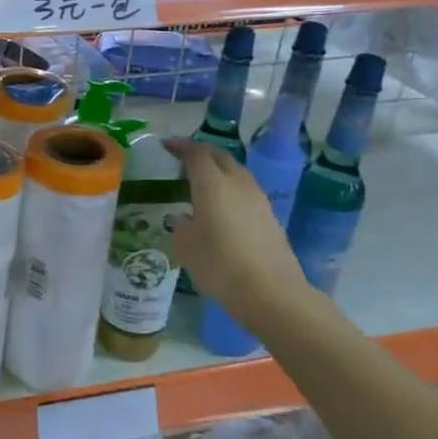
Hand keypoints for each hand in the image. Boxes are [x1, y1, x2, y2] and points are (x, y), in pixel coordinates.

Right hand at [163, 140, 308, 316]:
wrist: (271, 293)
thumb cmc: (219, 264)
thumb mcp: (185, 246)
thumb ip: (180, 226)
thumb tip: (182, 218)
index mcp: (212, 184)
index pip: (196, 153)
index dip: (180, 146)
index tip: (166, 145)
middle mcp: (237, 184)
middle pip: (220, 157)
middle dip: (201, 153)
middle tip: (183, 158)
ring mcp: (258, 200)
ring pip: (237, 173)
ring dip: (219, 171)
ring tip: (202, 182)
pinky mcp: (270, 218)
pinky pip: (246, 192)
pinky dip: (231, 189)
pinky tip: (222, 207)